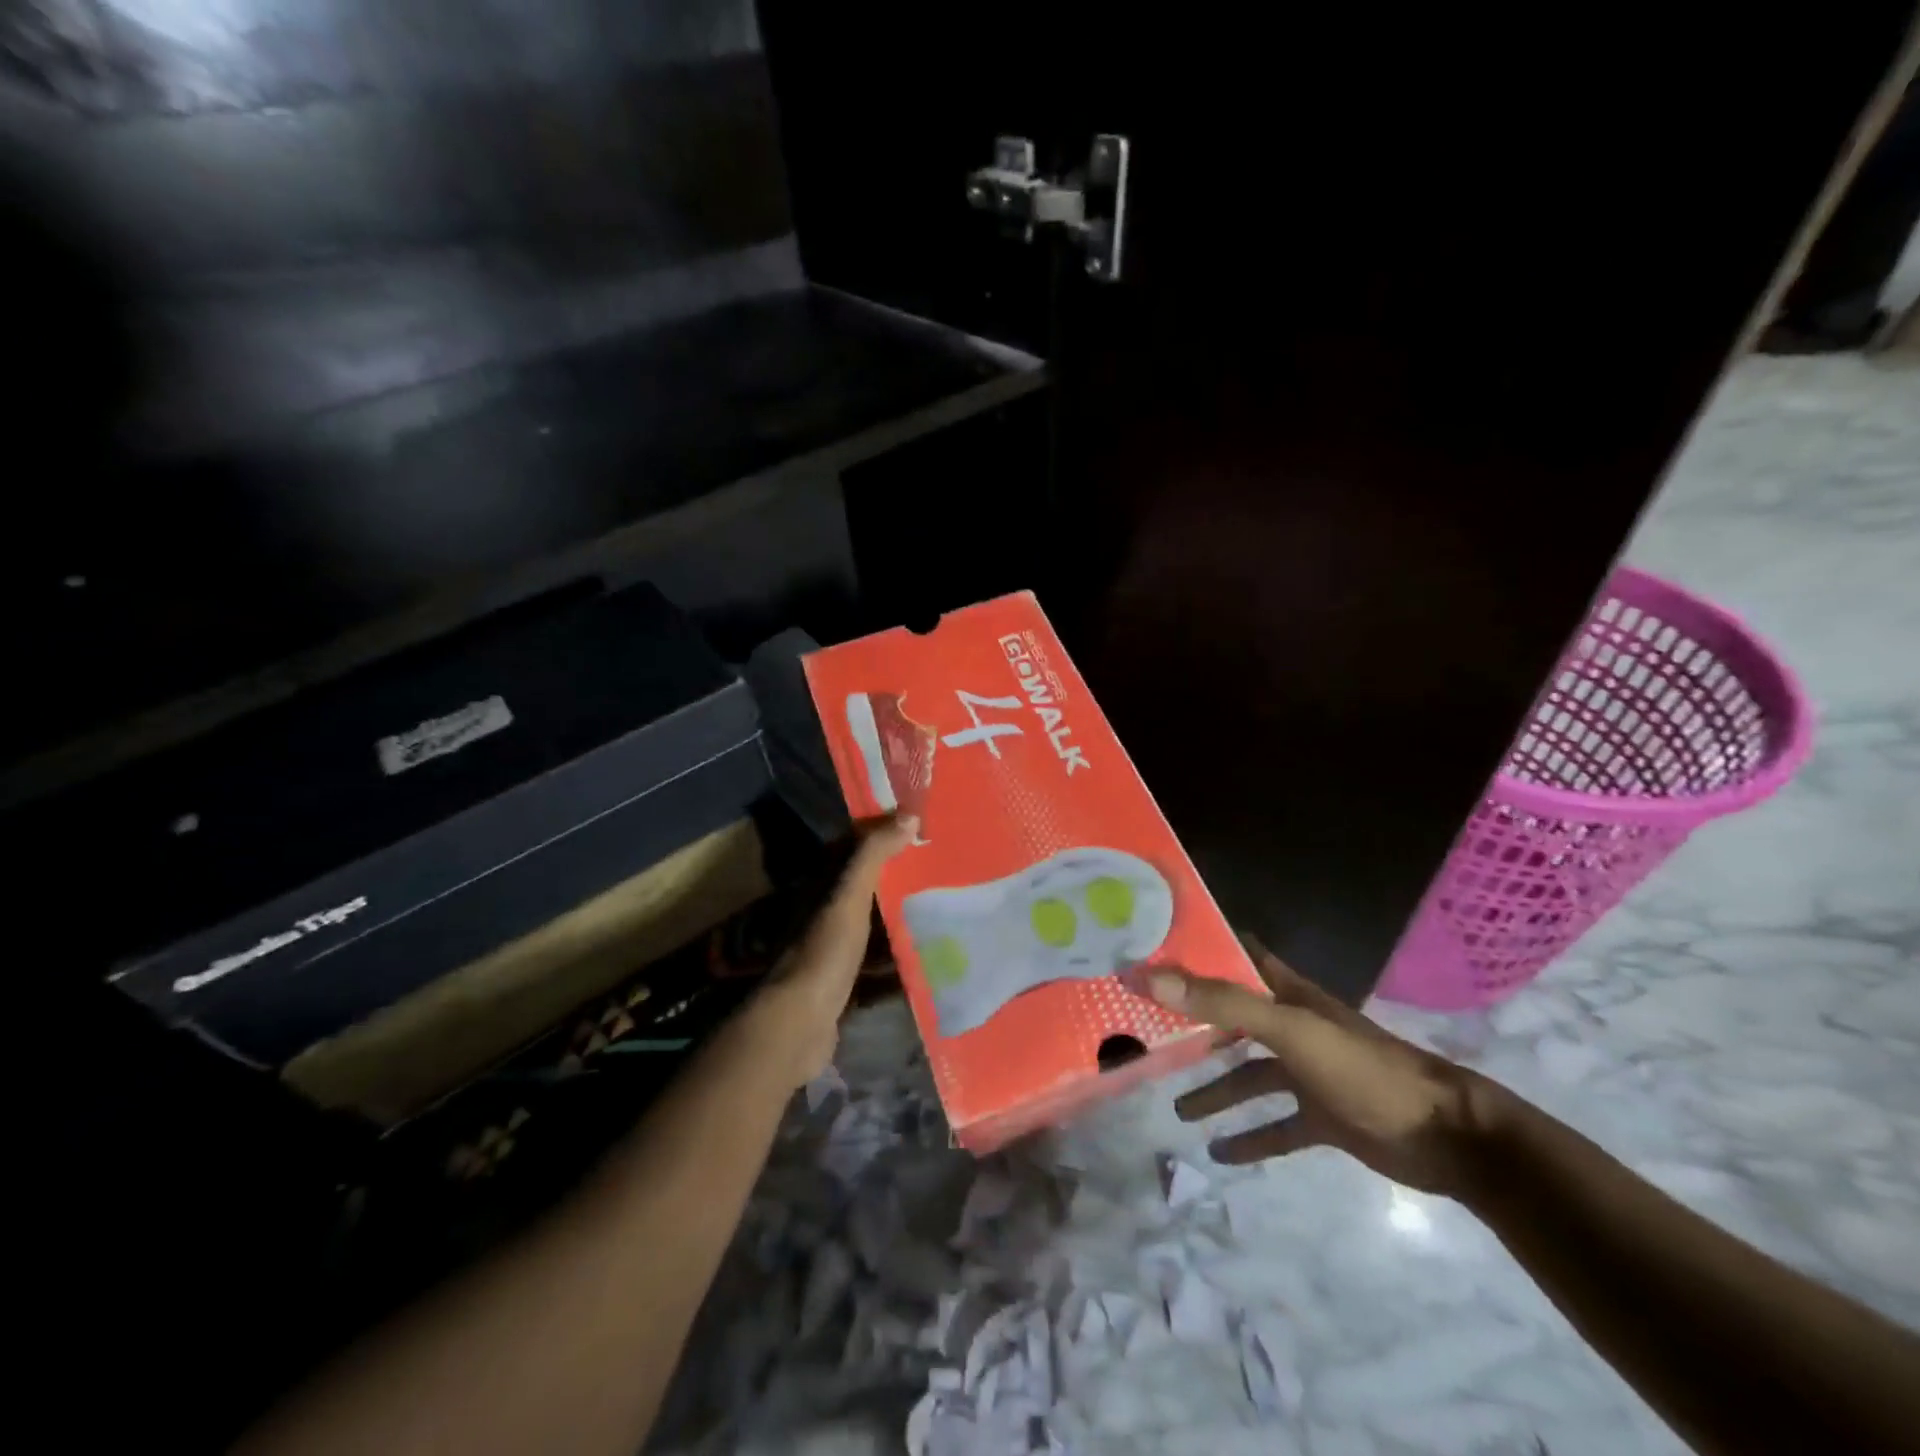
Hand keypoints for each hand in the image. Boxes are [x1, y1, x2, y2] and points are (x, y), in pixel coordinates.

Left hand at [737, 815, 916, 1088]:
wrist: (797, 1026)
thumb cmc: (823, 952)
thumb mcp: (848, 897)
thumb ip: (873, 856)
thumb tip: (908, 815)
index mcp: (820, 888)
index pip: (851, 849)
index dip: (881, 833)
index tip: (919, 824)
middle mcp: (824, 914)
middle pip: (865, 888)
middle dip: (899, 877)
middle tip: (942, 866)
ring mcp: (833, 951)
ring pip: (873, 926)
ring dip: (902, 918)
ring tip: (945, 908)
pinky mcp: (845, 984)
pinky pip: (878, 964)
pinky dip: (899, 960)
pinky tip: (930, 959)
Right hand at [1145, 936, 1503, 1195]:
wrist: (1446, 1136)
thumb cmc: (1362, 1068)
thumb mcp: (1290, 1030)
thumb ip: (1224, 1004)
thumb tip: (1151, 977)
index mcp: (1287, 993)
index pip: (1235, 955)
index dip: (1198, 948)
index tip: (1155, 948)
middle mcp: (1292, 1025)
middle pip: (1233, 1017)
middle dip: (1194, 1023)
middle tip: (1148, 1030)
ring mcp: (1309, 1073)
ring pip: (1249, 1077)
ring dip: (1215, 1091)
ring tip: (1177, 1109)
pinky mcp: (1324, 1118)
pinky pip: (1277, 1127)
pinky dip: (1250, 1139)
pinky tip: (1219, 1154)